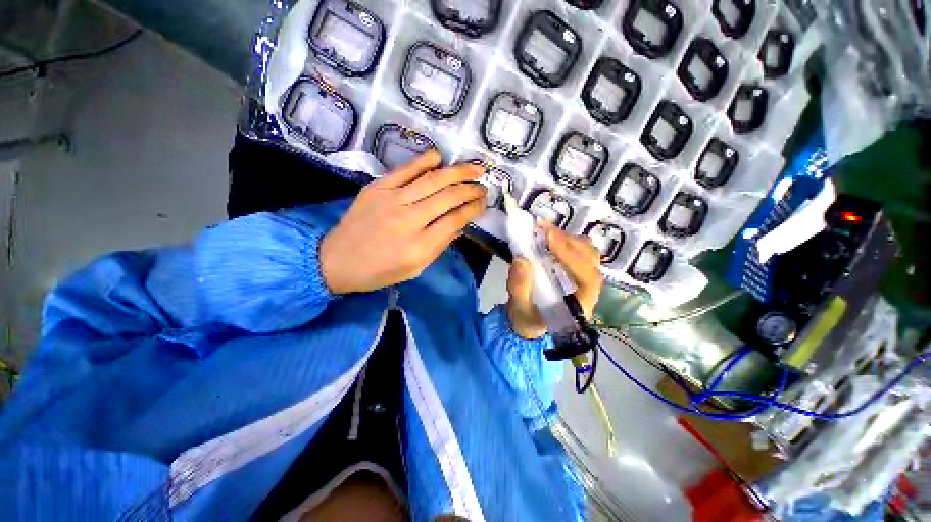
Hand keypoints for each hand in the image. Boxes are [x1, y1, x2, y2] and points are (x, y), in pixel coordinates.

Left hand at [320, 151, 486, 293]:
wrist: (337, 260)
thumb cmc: (379, 271)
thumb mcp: (416, 268)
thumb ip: (440, 245)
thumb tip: (460, 225)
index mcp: (420, 246)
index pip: (455, 219)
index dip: (473, 209)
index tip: (483, 203)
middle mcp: (409, 219)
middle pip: (448, 196)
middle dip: (471, 188)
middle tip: (484, 185)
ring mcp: (392, 200)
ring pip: (433, 180)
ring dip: (458, 171)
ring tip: (476, 167)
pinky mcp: (377, 188)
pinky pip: (406, 170)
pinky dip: (425, 161)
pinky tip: (440, 157)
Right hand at [506, 223, 603, 339]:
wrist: (529, 321)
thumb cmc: (527, 319)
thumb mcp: (519, 309)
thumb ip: (519, 288)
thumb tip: (521, 260)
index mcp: (580, 305)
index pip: (587, 278)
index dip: (571, 256)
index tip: (549, 238)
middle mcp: (588, 290)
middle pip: (590, 259)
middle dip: (567, 241)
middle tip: (542, 229)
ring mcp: (583, 277)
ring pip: (586, 251)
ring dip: (566, 237)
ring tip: (543, 229)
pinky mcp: (575, 269)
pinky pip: (576, 249)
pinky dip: (563, 239)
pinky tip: (547, 234)